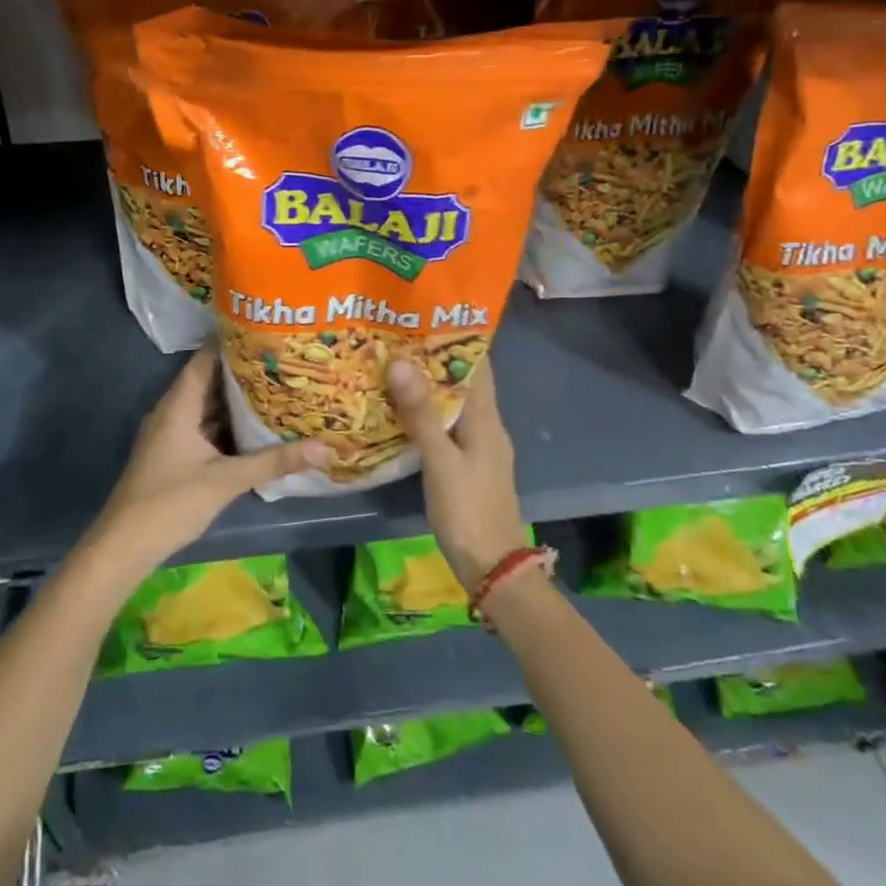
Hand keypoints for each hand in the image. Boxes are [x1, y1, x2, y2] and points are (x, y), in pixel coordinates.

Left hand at [85, 346, 329, 579]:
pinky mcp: (173, 455)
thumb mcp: (226, 479)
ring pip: (207, 408)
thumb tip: (325, 448)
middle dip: (242, 373)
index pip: (205, 359)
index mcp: (178, 405)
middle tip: (281, 362)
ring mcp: (170, 435)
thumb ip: (274, 462)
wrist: (125, 545)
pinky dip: (227, 425)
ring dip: (236, 401)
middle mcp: (172, 412)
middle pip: (209, 382)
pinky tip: (254, 430)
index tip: (265, 334)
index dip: (232, 343)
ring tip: (276, 389)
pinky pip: (204, 429)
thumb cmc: (171, 502)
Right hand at [386, 357, 526, 588]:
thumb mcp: (440, 461)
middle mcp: (488, 427)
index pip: (477, 365)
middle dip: (434, 360)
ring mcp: (480, 447)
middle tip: (396, 339)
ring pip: (454, 405)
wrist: (493, 568)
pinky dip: (428, 413)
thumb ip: (421, 414)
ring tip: (393, 367)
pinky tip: (402, 412)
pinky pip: (449, 426)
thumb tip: (400, 362)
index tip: (423, 317)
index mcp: (487, 419)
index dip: (455, 339)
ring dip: (429, 386)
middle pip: (463, 382)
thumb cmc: (468, 511)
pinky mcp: (469, 465)